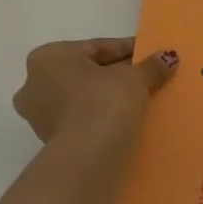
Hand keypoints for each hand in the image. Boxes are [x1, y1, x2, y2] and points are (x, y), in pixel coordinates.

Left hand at [13, 38, 177, 148]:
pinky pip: (82, 118)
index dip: (128, 49)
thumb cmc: (104, 102)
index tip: (150, 54)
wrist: (88, 156)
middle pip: (87, 72)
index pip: (97, 47)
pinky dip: (101, 115)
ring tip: (141, 100)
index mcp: (49, 57)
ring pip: (83, 97)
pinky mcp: (51, 140)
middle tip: (148, 77)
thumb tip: (168, 57)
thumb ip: (151, 66)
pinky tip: (126, 119)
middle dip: (117, 74)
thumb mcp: (134, 78)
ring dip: (109, 97)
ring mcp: (39, 114)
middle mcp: (34, 82)